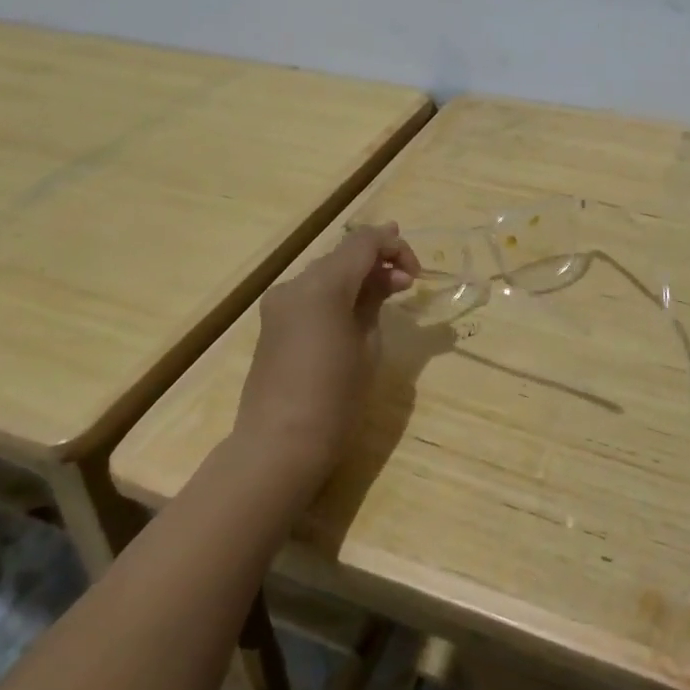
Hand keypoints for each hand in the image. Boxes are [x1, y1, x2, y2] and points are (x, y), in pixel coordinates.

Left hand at [234, 223, 418, 492]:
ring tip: (388, 293)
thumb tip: (387, 278)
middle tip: (408, 281)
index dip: (394, 247)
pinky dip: (337, 292)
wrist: (278, 447)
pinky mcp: (272, 324)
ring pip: (326, 272)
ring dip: (358, 275)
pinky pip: (311, 293)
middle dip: (377, 260)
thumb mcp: (368, 346)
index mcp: (322, 285)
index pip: (363, 242)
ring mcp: (279, 304)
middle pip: (342, 254)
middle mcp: (295, 284)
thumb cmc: (334, 399)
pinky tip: (357, 310)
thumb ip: (375, 301)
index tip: (416, 274)